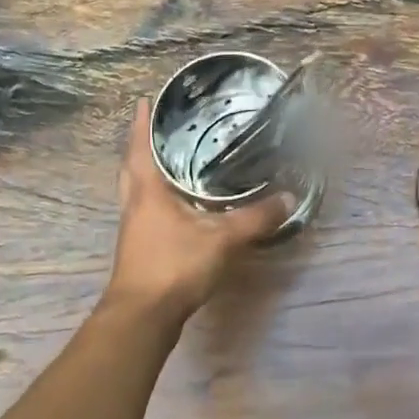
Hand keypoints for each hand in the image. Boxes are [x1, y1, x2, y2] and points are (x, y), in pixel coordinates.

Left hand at [104, 98, 295, 324]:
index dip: (141, 123)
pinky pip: (144, 209)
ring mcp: (134, 227)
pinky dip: (155, 197)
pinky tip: (176, 203)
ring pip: (135, 189)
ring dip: (146, 171)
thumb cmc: (174, 266)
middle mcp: (135, 204)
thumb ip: (255, 218)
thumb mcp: (222, 239)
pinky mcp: (139, 247)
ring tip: (168, 160)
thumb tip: (287, 197)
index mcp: (147, 191)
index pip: (140, 147)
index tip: (143, 100)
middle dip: (140, 145)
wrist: (142, 318)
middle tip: (157, 128)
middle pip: (131, 166)